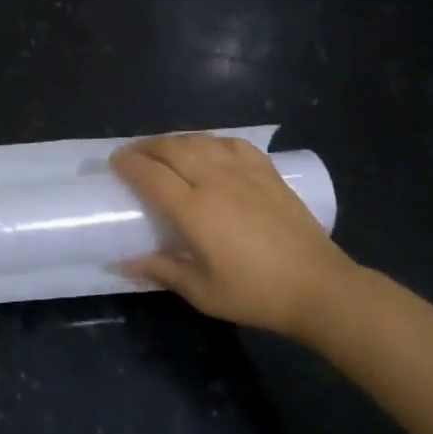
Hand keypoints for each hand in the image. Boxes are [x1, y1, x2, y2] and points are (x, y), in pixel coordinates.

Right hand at [110, 134, 358, 341]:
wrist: (319, 287)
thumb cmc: (255, 293)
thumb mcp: (202, 291)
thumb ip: (161, 270)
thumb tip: (122, 264)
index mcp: (194, 210)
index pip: (150, 175)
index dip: (128, 164)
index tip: (113, 163)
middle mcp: (215, 181)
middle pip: (171, 148)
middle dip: (145, 147)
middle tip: (132, 155)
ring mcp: (244, 172)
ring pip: (199, 140)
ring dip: (174, 140)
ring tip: (163, 149)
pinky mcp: (267, 172)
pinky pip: (232, 144)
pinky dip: (211, 141)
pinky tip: (208, 149)